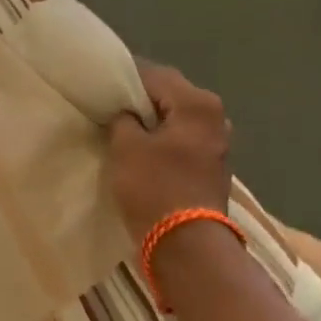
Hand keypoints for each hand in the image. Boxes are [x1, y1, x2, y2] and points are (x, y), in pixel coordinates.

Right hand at [107, 61, 234, 244]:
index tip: (101, 83)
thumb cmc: (154, 188)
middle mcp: (216, 118)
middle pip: (170, 97)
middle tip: (109, 106)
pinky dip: (162, 143)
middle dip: (140, 101)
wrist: (186, 244)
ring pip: (177, 122)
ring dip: (152, 124)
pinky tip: (141, 152)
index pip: (156, 75)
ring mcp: (218, 145)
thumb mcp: (126, 148)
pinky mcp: (212, 169)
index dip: (126, 77)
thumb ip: (123, 121)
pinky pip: (181, 144)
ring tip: (122, 130)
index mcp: (198, 104)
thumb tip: (126, 114)